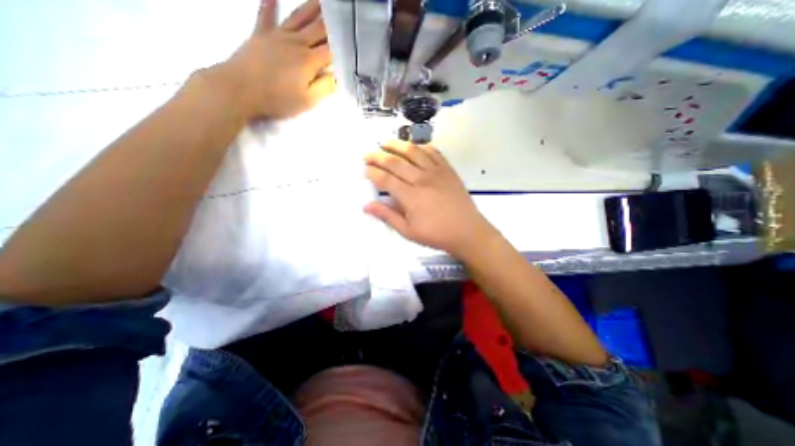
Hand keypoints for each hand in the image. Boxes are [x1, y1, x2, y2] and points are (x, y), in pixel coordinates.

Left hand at [209, 0, 333, 119]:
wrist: (239, 89)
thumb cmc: (277, 99)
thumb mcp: (307, 101)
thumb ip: (324, 87)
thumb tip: (336, 77)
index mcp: (309, 61)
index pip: (331, 51)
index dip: (342, 46)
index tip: (351, 42)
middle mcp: (296, 42)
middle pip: (318, 29)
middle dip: (332, 21)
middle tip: (342, 12)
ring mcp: (277, 35)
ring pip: (298, 17)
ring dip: (311, 7)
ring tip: (322, 0)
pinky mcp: (260, 34)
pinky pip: (266, 15)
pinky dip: (269, 4)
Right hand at [365, 142, 494, 259]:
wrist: (467, 231)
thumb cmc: (436, 234)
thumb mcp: (408, 231)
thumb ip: (387, 216)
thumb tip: (366, 206)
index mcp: (411, 196)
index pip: (385, 179)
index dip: (372, 173)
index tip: (365, 170)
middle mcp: (422, 179)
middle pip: (396, 162)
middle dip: (378, 156)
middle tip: (368, 154)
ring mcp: (436, 172)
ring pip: (413, 152)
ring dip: (397, 145)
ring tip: (386, 142)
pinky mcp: (448, 170)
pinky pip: (433, 152)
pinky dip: (421, 146)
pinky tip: (414, 146)